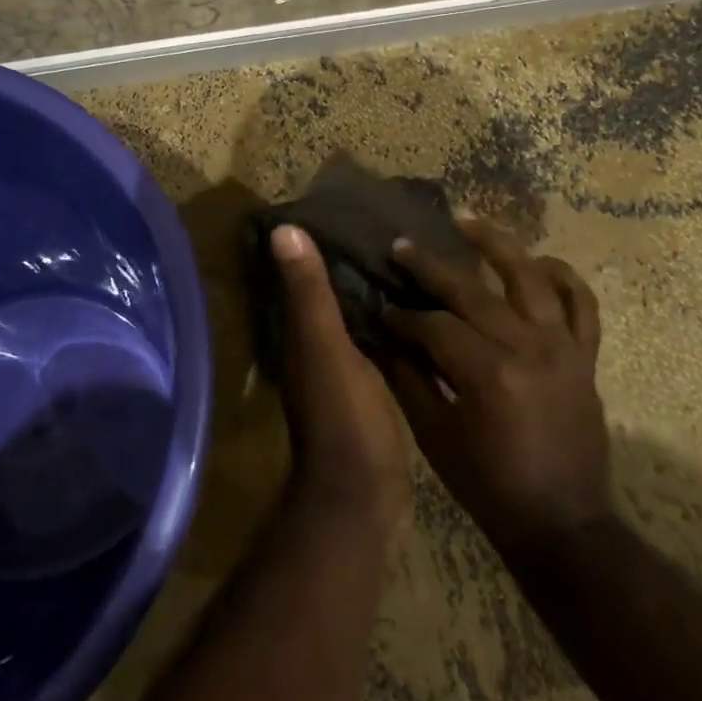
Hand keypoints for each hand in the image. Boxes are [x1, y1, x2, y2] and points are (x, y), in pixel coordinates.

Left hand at [269, 225, 412, 527]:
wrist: (362, 494)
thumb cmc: (343, 417)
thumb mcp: (326, 349)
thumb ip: (309, 294)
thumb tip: (283, 229)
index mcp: (303, 333)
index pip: (304, 275)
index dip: (318, 242)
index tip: (345, 206)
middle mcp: (318, 346)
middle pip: (332, 293)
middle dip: (352, 261)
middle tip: (388, 225)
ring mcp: (344, 368)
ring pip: (356, 315)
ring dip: (372, 289)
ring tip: (409, 255)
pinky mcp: (370, 386)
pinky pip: (377, 339)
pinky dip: (389, 319)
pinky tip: (418, 305)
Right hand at [384, 218, 608, 555]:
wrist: (562, 524)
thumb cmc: (489, 486)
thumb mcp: (436, 437)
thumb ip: (408, 379)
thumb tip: (384, 335)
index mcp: (487, 373)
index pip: (434, 326)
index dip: (403, 315)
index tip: (381, 306)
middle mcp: (528, 347)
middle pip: (473, 292)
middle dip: (431, 267)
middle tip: (401, 247)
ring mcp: (563, 347)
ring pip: (531, 277)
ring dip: (497, 244)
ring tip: (467, 221)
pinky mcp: (585, 356)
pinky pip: (582, 304)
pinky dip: (565, 277)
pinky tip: (540, 260)